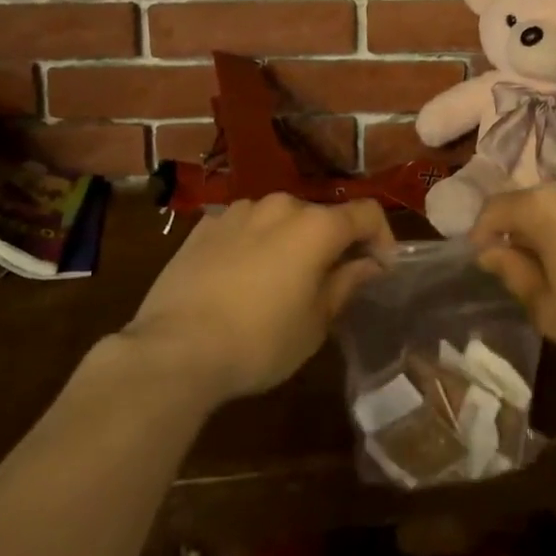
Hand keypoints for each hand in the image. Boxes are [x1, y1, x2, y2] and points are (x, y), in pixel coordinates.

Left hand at [126, 195, 395, 406]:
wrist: (174, 350)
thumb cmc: (259, 341)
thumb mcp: (315, 323)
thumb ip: (347, 283)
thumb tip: (369, 263)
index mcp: (316, 225)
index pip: (366, 213)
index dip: (381, 237)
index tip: (380, 267)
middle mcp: (281, 206)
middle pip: (320, 216)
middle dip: (331, 243)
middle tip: (328, 282)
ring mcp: (239, 211)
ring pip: (280, 220)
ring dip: (290, 242)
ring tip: (278, 282)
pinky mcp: (205, 225)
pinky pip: (244, 228)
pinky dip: (254, 244)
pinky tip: (240, 280)